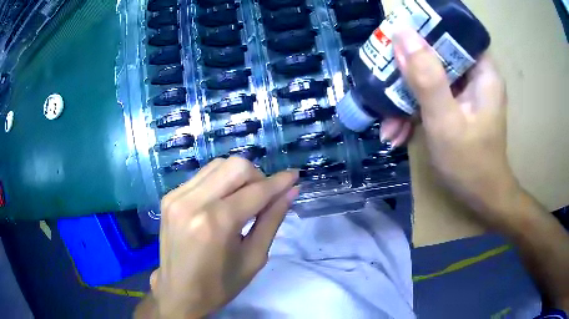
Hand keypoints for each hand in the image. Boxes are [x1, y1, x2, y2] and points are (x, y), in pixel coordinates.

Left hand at [150, 157, 298, 317]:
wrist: (178, 292)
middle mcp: (193, 202)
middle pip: (236, 166)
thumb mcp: (254, 258)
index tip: (294, 176)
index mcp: (217, 224)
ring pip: (218, 165)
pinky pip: (202, 176)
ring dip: (238, 177)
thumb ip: (272, 220)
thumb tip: (290, 191)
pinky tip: (222, 201)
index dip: (279, 182)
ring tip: (243, 199)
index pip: (256, 191)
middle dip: (258, 176)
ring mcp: (177, 197)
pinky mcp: (169, 197)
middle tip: (264, 197)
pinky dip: (220, 182)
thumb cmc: (219, 285)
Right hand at [389, 28, 520, 226]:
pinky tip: (397, 132)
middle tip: (383, 82)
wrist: (480, 198)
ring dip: (406, 98)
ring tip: (387, 124)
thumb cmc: (470, 163)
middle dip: (408, 71)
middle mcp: (475, 75)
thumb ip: (427, 77)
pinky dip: (413, 112)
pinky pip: (430, 96)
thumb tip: (402, 34)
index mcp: (482, 71)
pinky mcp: (455, 105)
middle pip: (436, 54)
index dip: (424, 30)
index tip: (397, 40)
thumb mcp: (445, 121)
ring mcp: (464, 91)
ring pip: (429, 77)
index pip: (453, 33)